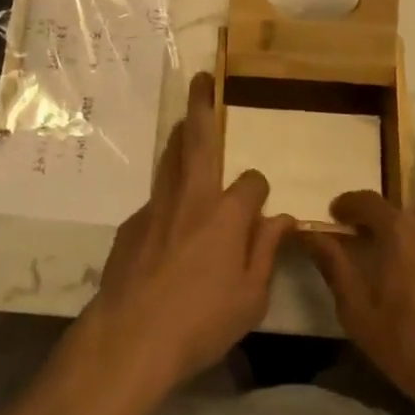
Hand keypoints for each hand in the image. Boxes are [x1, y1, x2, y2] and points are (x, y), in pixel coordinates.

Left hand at [77, 73, 293, 396]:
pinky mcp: (133, 221)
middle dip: (202, 105)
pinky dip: (166, 192)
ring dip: (179, 133)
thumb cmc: (200, 322)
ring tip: (184, 117)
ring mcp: (158, 205)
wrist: (131, 336)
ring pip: (170, 156)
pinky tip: (168, 215)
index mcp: (227, 214)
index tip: (261, 203)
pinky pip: (155, 196)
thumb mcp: (250, 299)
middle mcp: (193, 196)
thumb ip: (266, 252)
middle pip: (199, 139)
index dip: (259, 189)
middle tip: (202, 79)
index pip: (252, 182)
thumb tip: (283, 218)